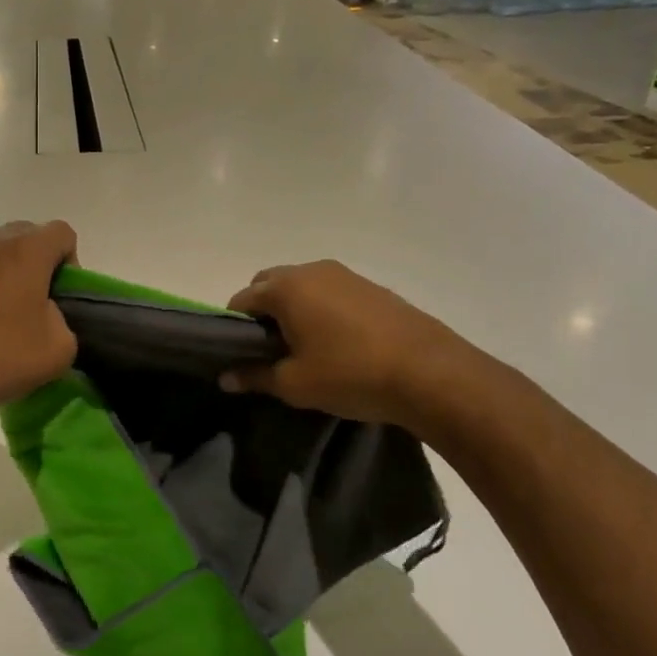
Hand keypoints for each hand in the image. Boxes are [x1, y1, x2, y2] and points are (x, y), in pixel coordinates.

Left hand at [0, 221, 78, 430]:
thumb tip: (44, 314)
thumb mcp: (60, 348)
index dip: (71, 263)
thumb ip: (63, 319)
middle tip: (35, 305)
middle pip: (24, 236)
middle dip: (36, 264)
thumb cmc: (2, 358)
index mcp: (24, 250)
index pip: (61, 233)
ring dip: (3, 276)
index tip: (62, 298)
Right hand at [222, 261, 467, 427]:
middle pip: (269, 284)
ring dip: (292, 308)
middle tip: (269, 348)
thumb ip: (254, 377)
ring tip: (304, 346)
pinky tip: (336, 342)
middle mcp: (312, 271)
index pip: (241, 299)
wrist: (431, 373)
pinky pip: (330, 292)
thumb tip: (225, 378)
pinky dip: (321, 309)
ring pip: (302, 286)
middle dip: (262, 311)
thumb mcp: (294, 384)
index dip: (233, 326)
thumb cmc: (350, 375)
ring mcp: (346, 275)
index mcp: (285, 288)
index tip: (240, 353)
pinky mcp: (372, 287)